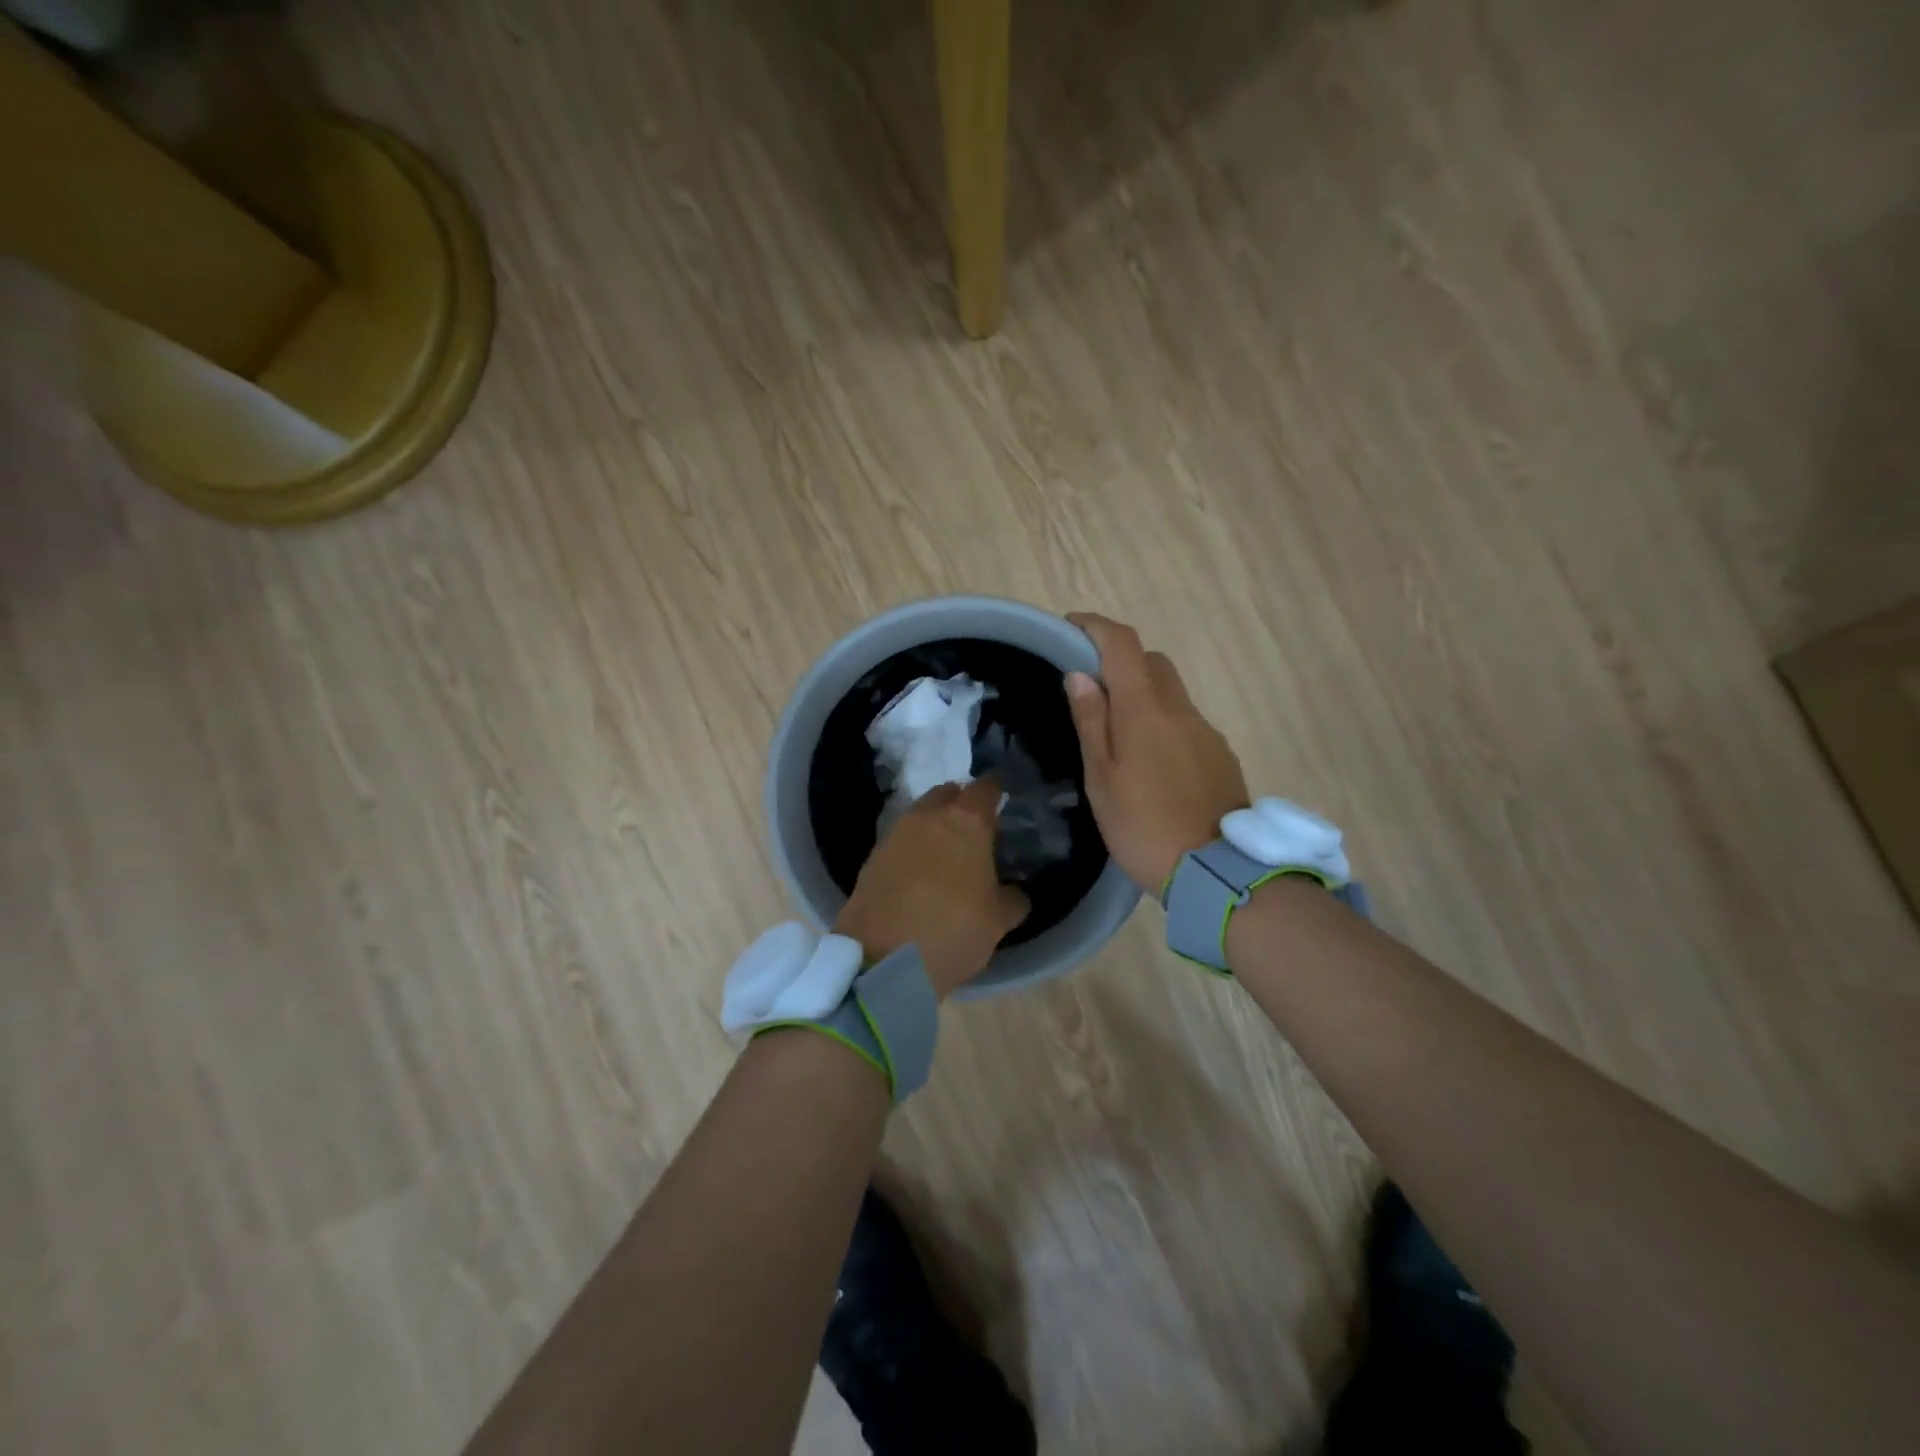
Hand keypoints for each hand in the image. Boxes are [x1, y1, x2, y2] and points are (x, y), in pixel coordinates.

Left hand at [834, 778, 1028, 999]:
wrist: (881, 959)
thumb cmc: (952, 929)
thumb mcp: (998, 921)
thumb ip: (1013, 899)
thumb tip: (1015, 892)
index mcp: (966, 821)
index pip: (986, 787)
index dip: (997, 790)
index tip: (1005, 796)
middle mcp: (928, 817)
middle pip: (948, 794)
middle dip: (962, 803)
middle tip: (976, 827)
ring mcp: (895, 834)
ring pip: (921, 815)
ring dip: (935, 825)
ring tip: (948, 852)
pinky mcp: (872, 856)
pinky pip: (900, 840)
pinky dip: (913, 848)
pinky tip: (921, 872)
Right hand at [1065, 612, 1250, 892]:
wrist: (1216, 872)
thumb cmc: (1143, 827)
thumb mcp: (1102, 779)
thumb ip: (1092, 722)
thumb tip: (1080, 675)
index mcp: (1145, 710)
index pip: (1123, 644)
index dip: (1095, 627)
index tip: (1071, 628)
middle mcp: (1181, 710)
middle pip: (1152, 663)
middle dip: (1121, 662)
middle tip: (1092, 691)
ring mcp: (1207, 732)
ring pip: (1172, 694)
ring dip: (1144, 697)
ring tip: (1119, 739)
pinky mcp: (1221, 756)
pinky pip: (1187, 723)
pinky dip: (1165, 725)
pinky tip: (1153, 767)